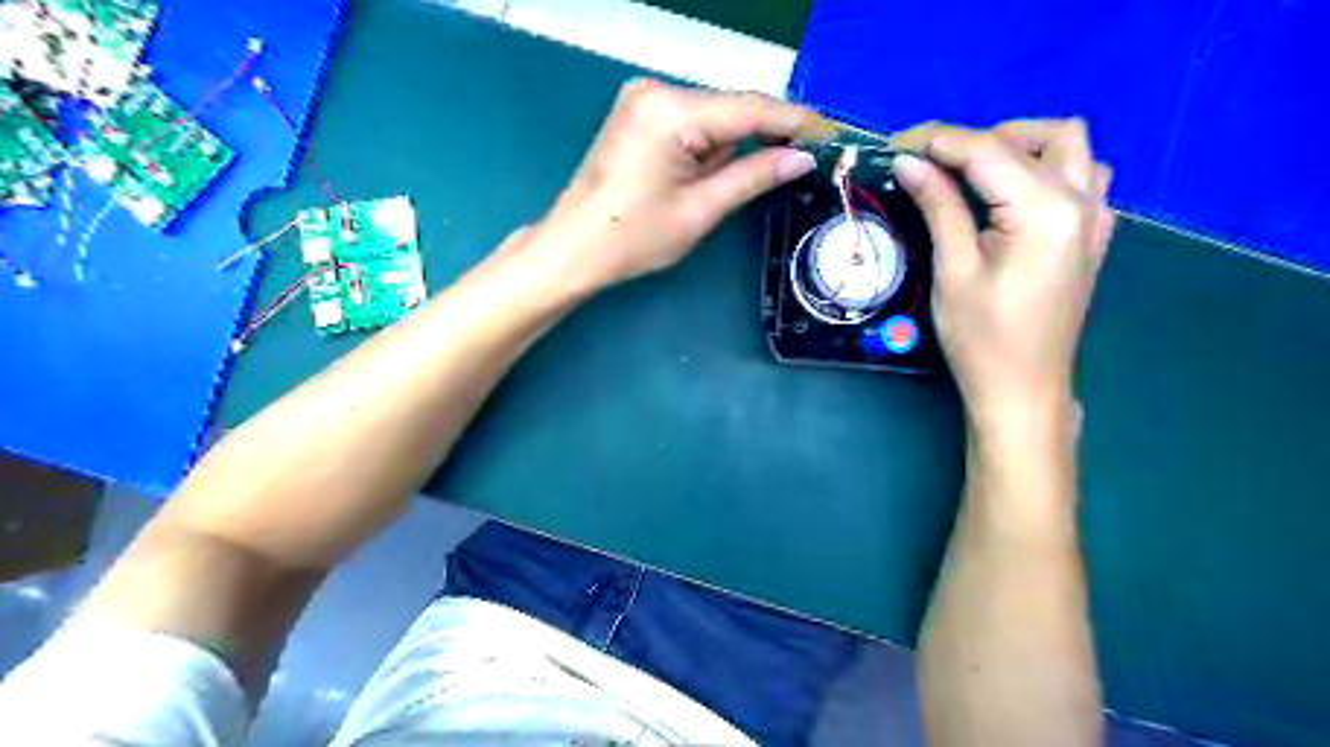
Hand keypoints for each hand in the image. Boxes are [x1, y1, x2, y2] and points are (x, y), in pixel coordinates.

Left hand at [527, 80, 828, 294]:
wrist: (573, 248)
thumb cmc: (633, 237)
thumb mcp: (700, 210)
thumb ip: (753, 177)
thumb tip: (801, 159)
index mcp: (671, 111)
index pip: (750, 109)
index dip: (796, 121)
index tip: (833, 134)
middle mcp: (657, 91)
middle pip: (731, 108)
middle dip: (769, 133)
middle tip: (809, 157)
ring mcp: (644, 100)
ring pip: (713, 117)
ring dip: (737, 144)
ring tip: (759, 173)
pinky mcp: (639, 115)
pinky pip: (692, 123)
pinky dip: (712, 145)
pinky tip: (719, 171)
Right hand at [886, 118, 1114, 424]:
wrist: (1023, 391)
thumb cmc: (981, 339)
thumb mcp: (953, 272)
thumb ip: (938, 207)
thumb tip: (908, 162)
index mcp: (1046, 211)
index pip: (989, 151)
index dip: (938, 141)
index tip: (895, 144)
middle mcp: (1081, 201)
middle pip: (1037, 136)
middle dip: (979, 139)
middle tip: (932, 165)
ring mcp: (1095, 217)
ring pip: (1069, 147)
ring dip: (1021, 146)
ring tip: (975, 174)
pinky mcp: (1091, 235)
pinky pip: (1082, 177)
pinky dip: (1045, 169)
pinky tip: (1013, 196)